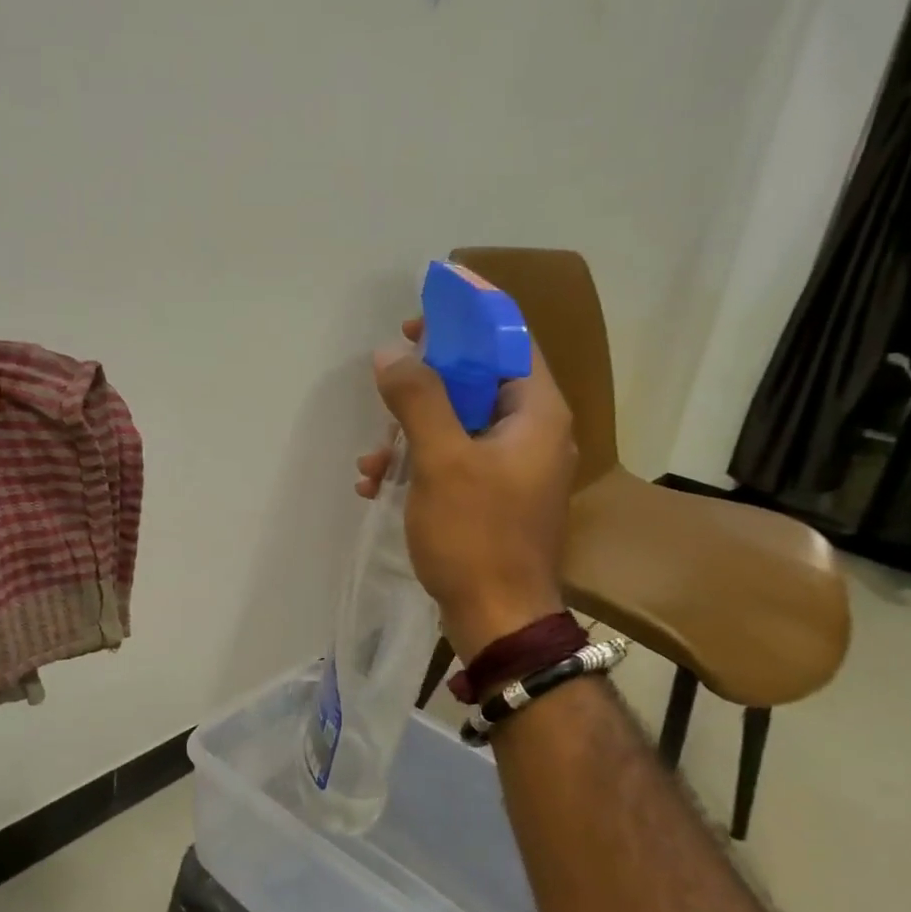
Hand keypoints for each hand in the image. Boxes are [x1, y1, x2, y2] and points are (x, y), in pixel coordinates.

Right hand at [357, 319, 573, 658]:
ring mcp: (514, 465)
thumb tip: (392, 352)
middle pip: (480, 375)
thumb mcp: (440, 461)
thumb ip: (417, 398)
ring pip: (458, 419)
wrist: (498, 620)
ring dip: (410, 428)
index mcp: (537, 411)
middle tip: (391, 363)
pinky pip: (452, 457)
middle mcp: (533, 431)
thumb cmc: (476, 536)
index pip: (510, 334)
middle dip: (428, 373)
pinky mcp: (493, 495)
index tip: (432, 291)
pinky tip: (376, 484)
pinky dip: (417, 462)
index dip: (472, 307)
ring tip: (373, 457)